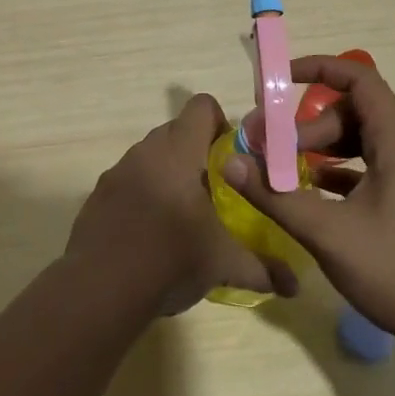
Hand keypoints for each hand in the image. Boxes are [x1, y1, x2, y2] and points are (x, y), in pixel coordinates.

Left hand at [66, 94, 300, 316]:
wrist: (100, 288)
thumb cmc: (170, 260)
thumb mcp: (223, 265)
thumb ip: (262, 269)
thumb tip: (295, 287)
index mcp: (178, 153)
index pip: (201, 107)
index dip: (221, 124)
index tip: (232, 158)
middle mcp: (145, 152)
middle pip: (176, 130)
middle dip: (197, 152)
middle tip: (215, 189)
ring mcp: (117, 172)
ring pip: (150, 156)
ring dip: (169, 173)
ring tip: (184, 214)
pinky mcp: (98, 195)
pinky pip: (128, 180)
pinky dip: (143, 193)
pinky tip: (151, 232)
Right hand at [220, 57, 394, 342]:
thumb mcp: (328, 233)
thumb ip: (275, 196)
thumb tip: (229, 163)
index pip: (359, 79)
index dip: (318, 69)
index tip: (277, 81)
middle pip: (351, 113)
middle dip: (305, 123)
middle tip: (268, 149)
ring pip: (358, 141)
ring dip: (319, 147)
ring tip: (283, 169)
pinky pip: (367, 169)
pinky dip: (336, 170)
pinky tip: (311, 191)